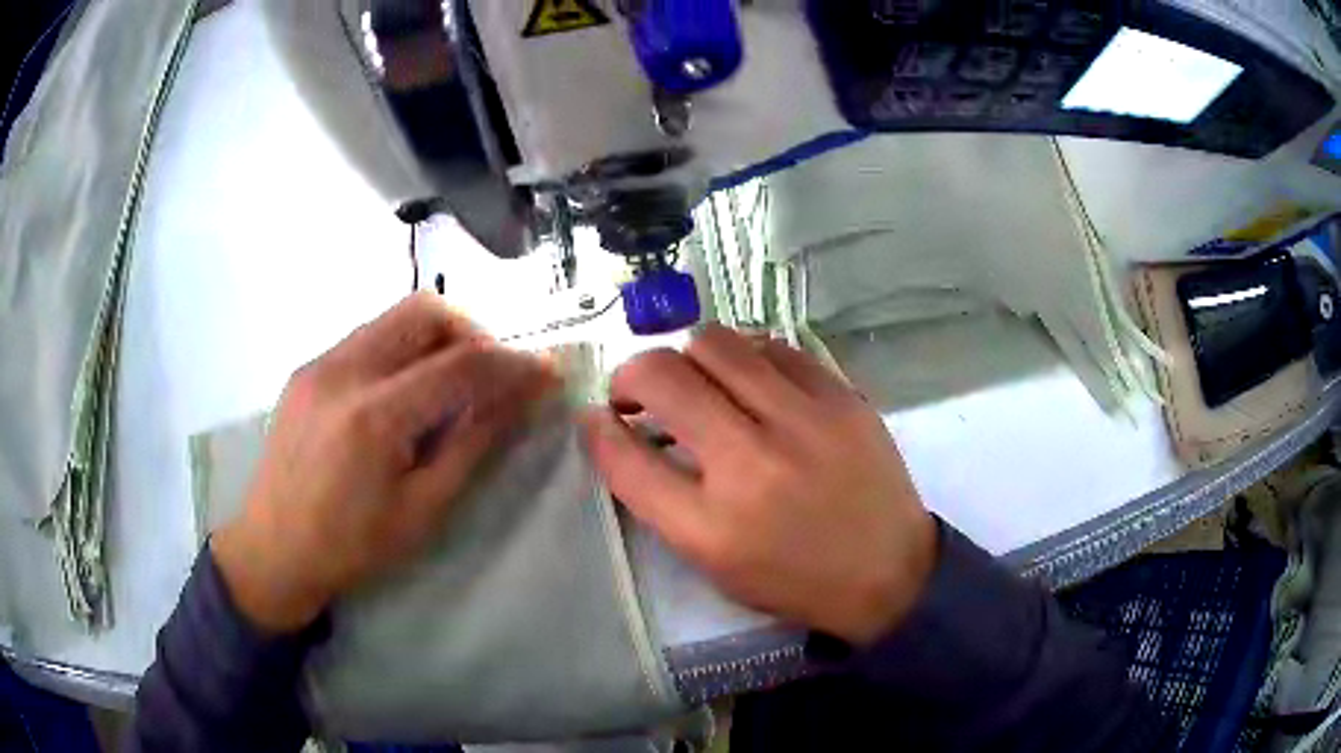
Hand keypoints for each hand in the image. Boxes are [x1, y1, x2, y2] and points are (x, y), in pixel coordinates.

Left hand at [212, 294, 554, 632]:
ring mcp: (319, 363)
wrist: (272, 550)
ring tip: (452, 383)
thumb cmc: (351, 547)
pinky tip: (406, 393)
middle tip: (492, 376)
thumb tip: (518, 400)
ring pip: (395, 316)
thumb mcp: (422, 510)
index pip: (460, 365)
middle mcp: (343, 370)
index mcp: (374, 418)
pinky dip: (403, 350)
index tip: (547, 370)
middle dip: (473, 333)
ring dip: (438, 338)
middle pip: (425, 311)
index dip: (513, 363)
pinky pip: (369, 337)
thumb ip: (472, 445)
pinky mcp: (307, 368)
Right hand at [582, 325, 935, 645]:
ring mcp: (805, 419)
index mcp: (713, 525)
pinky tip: (749, 382)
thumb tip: (613, 427)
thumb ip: (656, 495)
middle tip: (642, 394)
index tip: (598, 415)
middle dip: (633, 375)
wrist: (890, 571)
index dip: (598, 428)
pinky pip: (772, 346)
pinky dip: (744, 357)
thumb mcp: (711, 560)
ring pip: (715, 342)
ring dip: (687, 358)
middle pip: (663, 377)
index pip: (626, 456)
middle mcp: (754, 463)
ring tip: (698, 383)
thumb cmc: (792, 577)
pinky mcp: (842, 395)